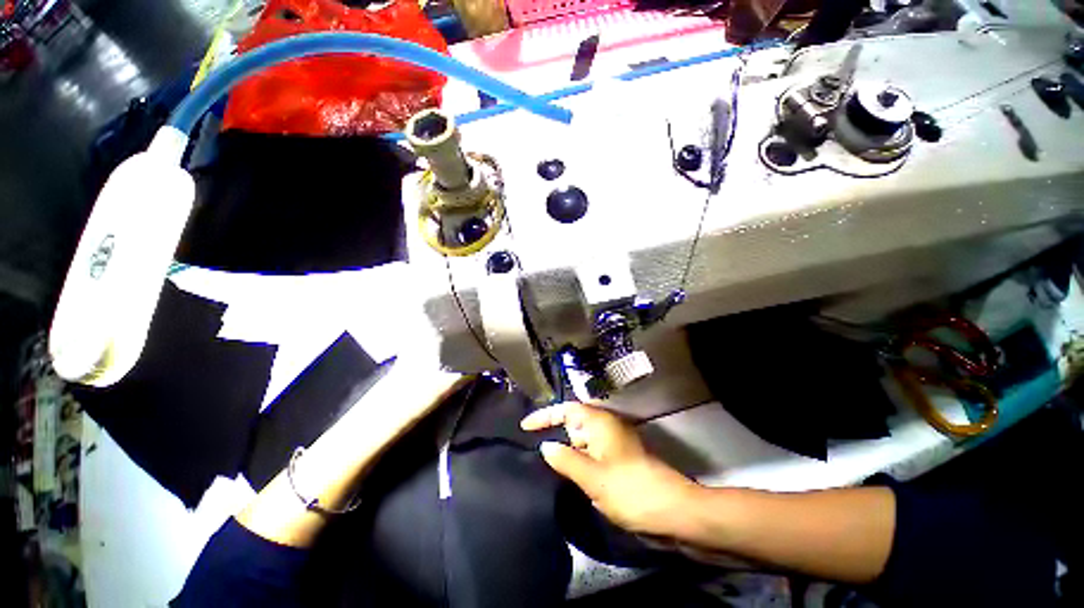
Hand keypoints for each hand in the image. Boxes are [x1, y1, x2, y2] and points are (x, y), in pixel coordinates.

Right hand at [520, 402, 700, 537]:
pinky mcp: (619, 457)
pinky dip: (579, 460)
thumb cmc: (629, 489)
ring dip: (568, 450)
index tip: (524, 427)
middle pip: (574, 422)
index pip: (565, 409)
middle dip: (556, 434)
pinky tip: (571, 475)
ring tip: (548, 466)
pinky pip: (592, 452)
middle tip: (534, 451)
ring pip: (583, 439)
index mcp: (599, 422)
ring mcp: (614, 441)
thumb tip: (546, 446)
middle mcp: (606, 425)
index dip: (544, 416)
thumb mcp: (591, 476)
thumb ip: (564, 459)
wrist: (672, 510)